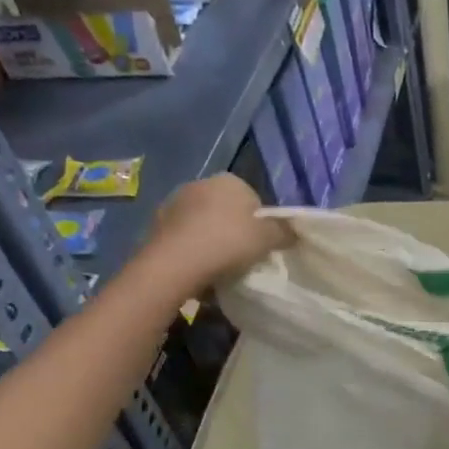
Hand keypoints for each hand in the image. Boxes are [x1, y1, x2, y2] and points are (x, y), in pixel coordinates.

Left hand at [141, 175, 290, 293]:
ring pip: (203, 222)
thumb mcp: (269, 238)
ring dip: (210, 238)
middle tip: (241, 256)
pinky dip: (191, 248)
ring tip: (218, 266)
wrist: (174, 263)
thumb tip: (293, 230)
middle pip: (226, 209)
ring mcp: (174, 202)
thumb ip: (284, 231)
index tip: (260, 245)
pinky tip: (197, 268)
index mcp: (229, 180)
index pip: (253, 199)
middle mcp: (200, 183)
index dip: (259, 223)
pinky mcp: (155, 223)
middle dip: (233, 228)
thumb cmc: (229, 243)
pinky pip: (183, 236)